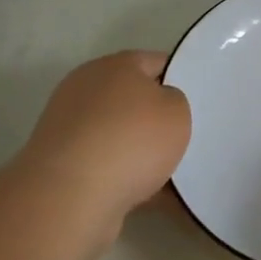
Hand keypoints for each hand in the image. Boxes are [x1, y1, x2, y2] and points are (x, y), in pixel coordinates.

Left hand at [6, 51, 190, 259]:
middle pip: (134, 99)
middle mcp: (86, 90)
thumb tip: (158, 108)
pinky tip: (151, 196)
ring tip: (172, 174)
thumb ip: (175, 101)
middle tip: (186, 136)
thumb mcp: (177, 111)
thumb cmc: (132, 141)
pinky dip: (125, 178)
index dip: (181, 78)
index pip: (156, 62)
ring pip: (120, 136)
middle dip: (157, 118)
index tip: (199, 100)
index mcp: (114, 66)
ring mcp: (69, 128)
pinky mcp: (61, 165)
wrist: (70, 197)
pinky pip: (106, 166)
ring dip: (141, 152)